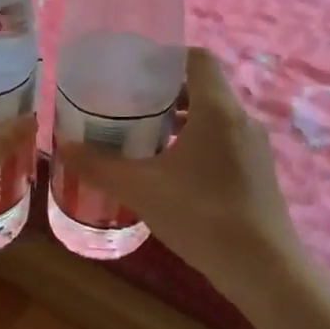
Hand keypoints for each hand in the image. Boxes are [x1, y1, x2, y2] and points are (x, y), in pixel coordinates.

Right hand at [56, 47, 301, 293]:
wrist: (265, 271)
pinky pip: (223, 140)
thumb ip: (100, 166)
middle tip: (127, 106)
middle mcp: (241, 119)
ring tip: (142, 137)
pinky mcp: (257, 171)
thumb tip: (64, 146)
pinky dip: (195, 142)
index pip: (197, 58)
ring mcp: (254, 147)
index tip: (133, 71)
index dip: (165, 57)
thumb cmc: (203, 217)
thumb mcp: (142, 190)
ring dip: (179, 120)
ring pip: (213, 116)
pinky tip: (170, 171)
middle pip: (202, 87)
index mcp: (218, 110)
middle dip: (164, 92)